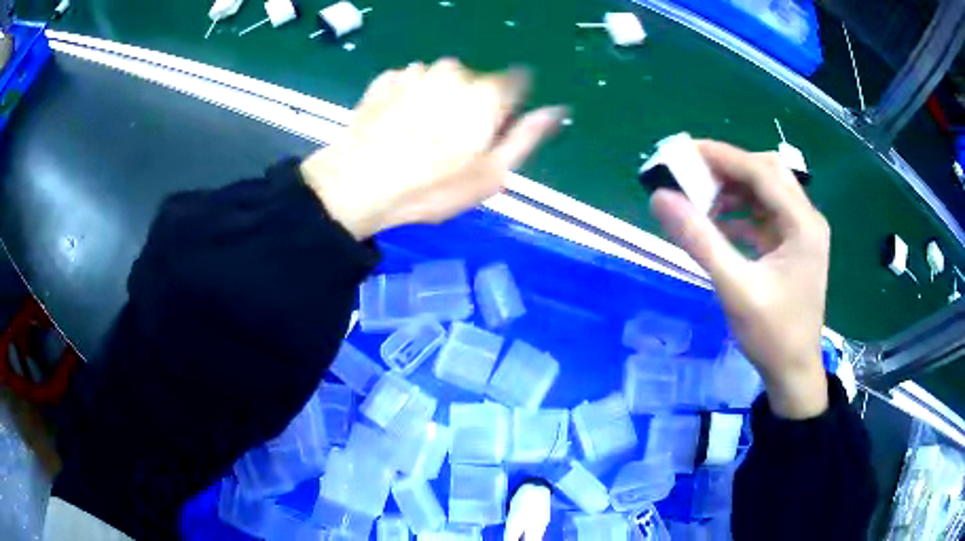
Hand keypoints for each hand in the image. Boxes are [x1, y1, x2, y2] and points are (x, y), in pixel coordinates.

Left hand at [300, 59, 565, 239]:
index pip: (517, 83)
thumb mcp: (492, 174)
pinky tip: (397, 125)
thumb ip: (527, 136)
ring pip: (442, 80)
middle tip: (451, 143)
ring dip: (439, 100)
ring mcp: (417, 72)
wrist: (358, 185)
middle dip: (471, 104)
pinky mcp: (386, 79)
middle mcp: (455, 72)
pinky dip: (410, 98)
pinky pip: (411, 83)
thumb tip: (557, 111)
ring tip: (419, 135)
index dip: (506, 107)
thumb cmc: (432, 187)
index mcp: (487, 93)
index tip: (491, 132)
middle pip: (477, 81)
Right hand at [650, 141, 830, 418]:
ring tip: (700, 198)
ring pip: (766, 192)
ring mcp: (801, 232)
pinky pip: (765, 215)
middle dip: (728, 169)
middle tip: (691, 173)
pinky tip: (718, 223)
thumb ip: (699, 240)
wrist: (793, 372)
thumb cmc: (771, 334)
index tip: (683, 151)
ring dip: (734, 190)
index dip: (722, 156)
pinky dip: (741, 212)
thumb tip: (660, 199)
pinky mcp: (793, 246)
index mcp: (802, 224)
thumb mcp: (734, 287)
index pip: (761, 171)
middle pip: (767, 174)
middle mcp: (807, 219)